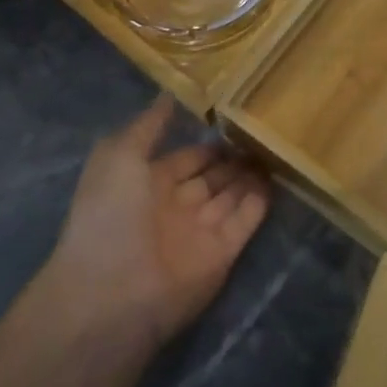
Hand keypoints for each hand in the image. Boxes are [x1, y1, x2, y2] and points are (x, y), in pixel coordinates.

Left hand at [46, 96, 270, 352]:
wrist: (113, 291)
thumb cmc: (110, 215)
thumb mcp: (118, 156)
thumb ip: (147, 126)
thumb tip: (168, 95)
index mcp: (147, 184)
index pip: (185, 158)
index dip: (206, 142)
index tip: (234, 118)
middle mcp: (175, 206)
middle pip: (212, 177)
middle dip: (233, 158)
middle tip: (263, 131)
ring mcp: (199, 231)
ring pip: (231, 196)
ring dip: (250, 175)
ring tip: (276, 147)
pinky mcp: (222, 255)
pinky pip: (244, 222)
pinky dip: (259, 202)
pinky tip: (276, 177)